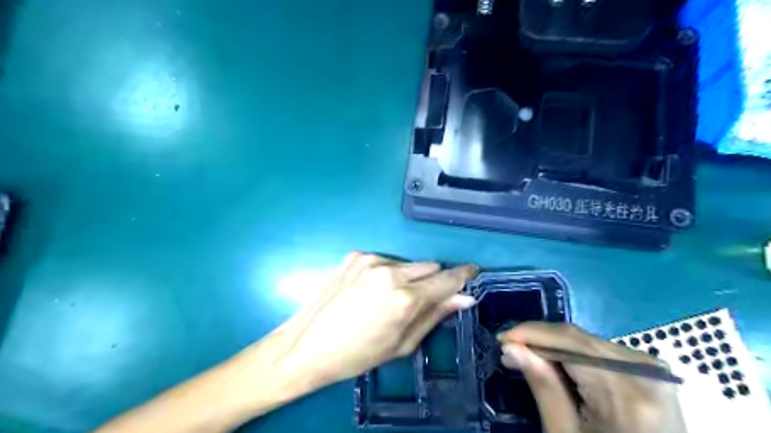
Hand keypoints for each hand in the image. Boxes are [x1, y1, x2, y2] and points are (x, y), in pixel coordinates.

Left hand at [269, 254, 479, 384]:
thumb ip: (435, 315)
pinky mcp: (355, 255)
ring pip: (407, 263)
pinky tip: (369, 290)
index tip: (472, 272)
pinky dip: (386, 273)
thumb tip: (465, 298)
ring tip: (388, 299)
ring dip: (408, 277)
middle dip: (432, 280)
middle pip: (429, 266)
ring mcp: (370, 260)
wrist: (307, 345)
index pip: (447, 278)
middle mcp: (390, 271)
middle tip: (419, 301)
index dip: (463, 275)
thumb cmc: (358, 354)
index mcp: (405, 298)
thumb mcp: (402, 343)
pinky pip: (384, 261)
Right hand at [500, 323, 686, 432]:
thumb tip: (511, 347)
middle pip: (579, 339)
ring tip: (528, 358)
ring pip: (588, 342)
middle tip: (509, 350)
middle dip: (540, 340)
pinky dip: (575, 355)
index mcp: (625, 392)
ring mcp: (653, 370)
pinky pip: (602, 352)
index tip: (501, 339)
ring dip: (555, 347)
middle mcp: (646, 371)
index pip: (569, 342)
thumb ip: (543, 387)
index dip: (531, 334)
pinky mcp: (653, 373)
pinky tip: (557, 365)